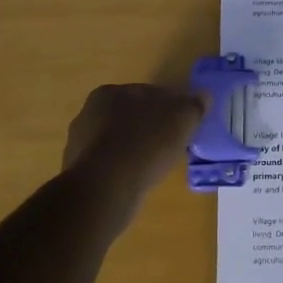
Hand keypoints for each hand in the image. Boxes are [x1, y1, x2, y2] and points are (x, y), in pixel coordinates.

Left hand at [61, 84, 205, 219]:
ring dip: (136, 150)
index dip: (169, 105)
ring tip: (158, 165)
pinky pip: (110, 167)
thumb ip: (194, 105)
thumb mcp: (181, 119)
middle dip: (150, 127)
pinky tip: (139, 180)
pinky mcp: (79, 175)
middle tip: (173, 143)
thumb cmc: (144, 143)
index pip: (146, 93)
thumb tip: (204, 97)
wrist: (106, 189)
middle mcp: (88, 114)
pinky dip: (124, 171)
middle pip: (130, 117)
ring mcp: (80, 146)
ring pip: (118, 142)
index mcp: (109, 93)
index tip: (184, 121)